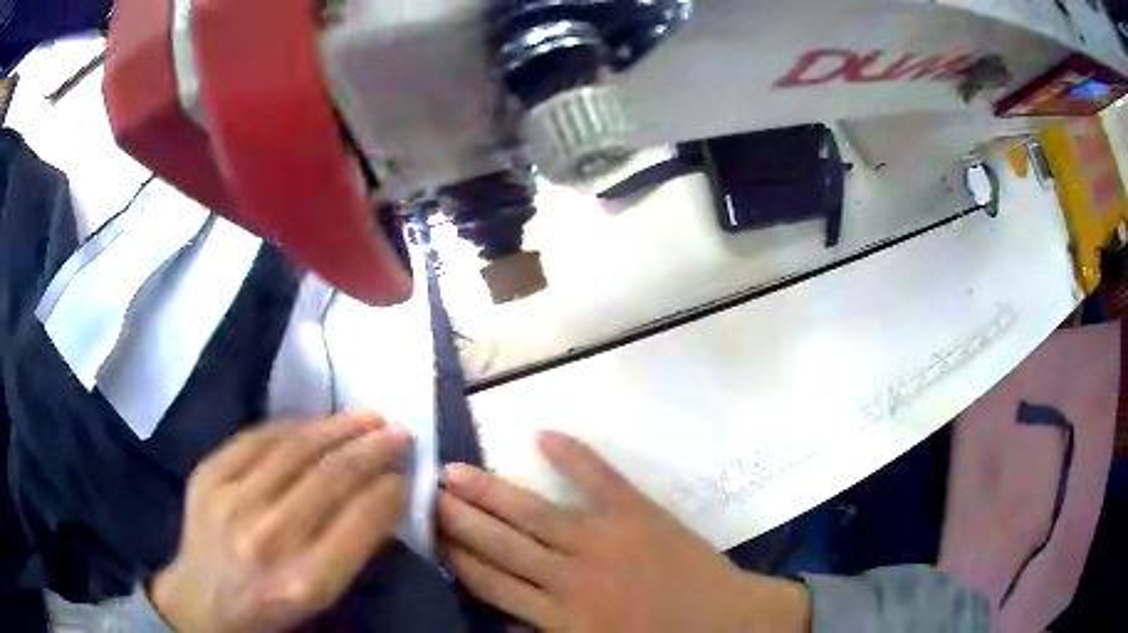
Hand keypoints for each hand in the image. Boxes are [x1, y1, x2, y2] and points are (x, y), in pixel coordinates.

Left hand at [151, 412, 411, 632]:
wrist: (201, 602)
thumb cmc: (268, 609)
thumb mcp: (319, 599)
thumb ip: (351, 552)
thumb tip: (381, 497)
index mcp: (304, 582)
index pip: (359, 522)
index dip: (388, 492)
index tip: (405, 474)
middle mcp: (267, 538)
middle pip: (329, 479)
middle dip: (372, 450)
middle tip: (399, 433)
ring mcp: (230, 501)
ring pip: (294, 450)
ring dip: (337, 428)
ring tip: (366, 416)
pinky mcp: (207, 476)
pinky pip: (256, 439)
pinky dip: (292, 426)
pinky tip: (315, 421)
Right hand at [438, 432, 810, 631]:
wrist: (728, 624)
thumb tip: (497, 618)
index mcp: (559, 617)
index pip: (490, 583)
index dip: (457, 557)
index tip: (430, 534)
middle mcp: (570, 576)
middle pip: (501, 544)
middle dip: (460, 519)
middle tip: (428, 491)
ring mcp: (604, 540)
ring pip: (533, 514)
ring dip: (491, 492)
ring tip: (454, 471)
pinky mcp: (638, 514)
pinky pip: (599, 479)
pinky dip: (574, 456)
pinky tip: (543, 433)